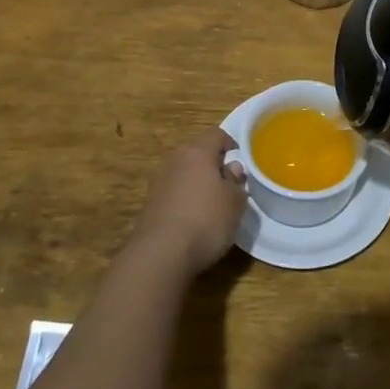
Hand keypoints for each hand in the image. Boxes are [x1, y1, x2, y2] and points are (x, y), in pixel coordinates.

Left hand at [130, 129, 248, 277]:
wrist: (161, 253)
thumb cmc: (206, 220)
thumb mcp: (235, 203)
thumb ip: (236, 182)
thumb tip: (232, 168)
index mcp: (197, 151)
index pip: (216, 135)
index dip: (230, 144)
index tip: (240, 159)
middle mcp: (175, 160)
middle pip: (197, 152)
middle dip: (213, 164)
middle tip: (228, 182)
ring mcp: (159, 181)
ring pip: (184, 172)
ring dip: (197, 182)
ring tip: (212, 203)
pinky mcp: (150, 204)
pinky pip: (173, 192)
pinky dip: (184, 199)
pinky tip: (193, 219)